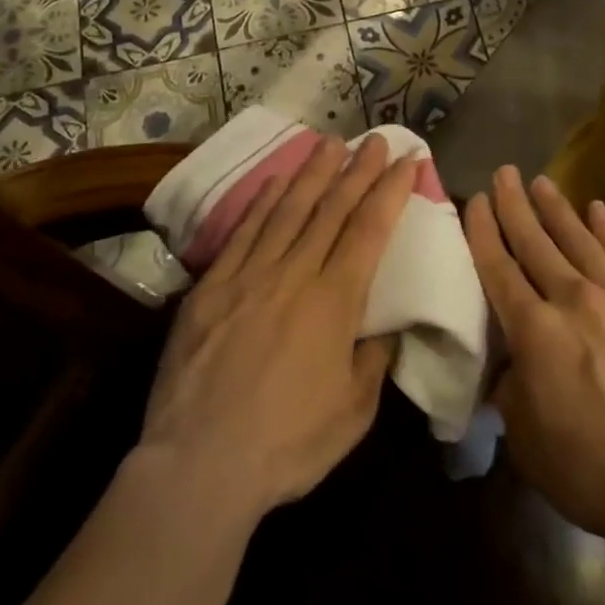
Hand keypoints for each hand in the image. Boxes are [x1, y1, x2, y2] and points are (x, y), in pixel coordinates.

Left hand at [138, 134, 413, 520]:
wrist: (199, 466)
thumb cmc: (288, 444)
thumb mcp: (354, 412)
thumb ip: (374, 360)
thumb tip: (386, 328)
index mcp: (335, 301)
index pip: (369, 229)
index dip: (389, 191)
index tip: (405, 161)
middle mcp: (295, 275)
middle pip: (331, 209)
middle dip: (357, 170)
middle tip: (374, 138)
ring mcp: (248, 276)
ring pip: (287, 210)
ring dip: (312, 173)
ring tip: (330, 142)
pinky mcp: (210, 288)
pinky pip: (243, 233)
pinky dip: (261, 203)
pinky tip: (274, 182)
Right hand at [466, 167, 604, 553]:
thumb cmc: (593, 471)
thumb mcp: (527, 440)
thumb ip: (511, 392)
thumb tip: (509, 368)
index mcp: (533, 332)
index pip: (499, 269)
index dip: (484, 232)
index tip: (476, 201)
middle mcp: (572, 300)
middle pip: (536, 243)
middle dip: (516, 206)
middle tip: (505, 173)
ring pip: (579, 240)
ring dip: (558, 209)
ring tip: (542, 182)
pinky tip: (598, 209)